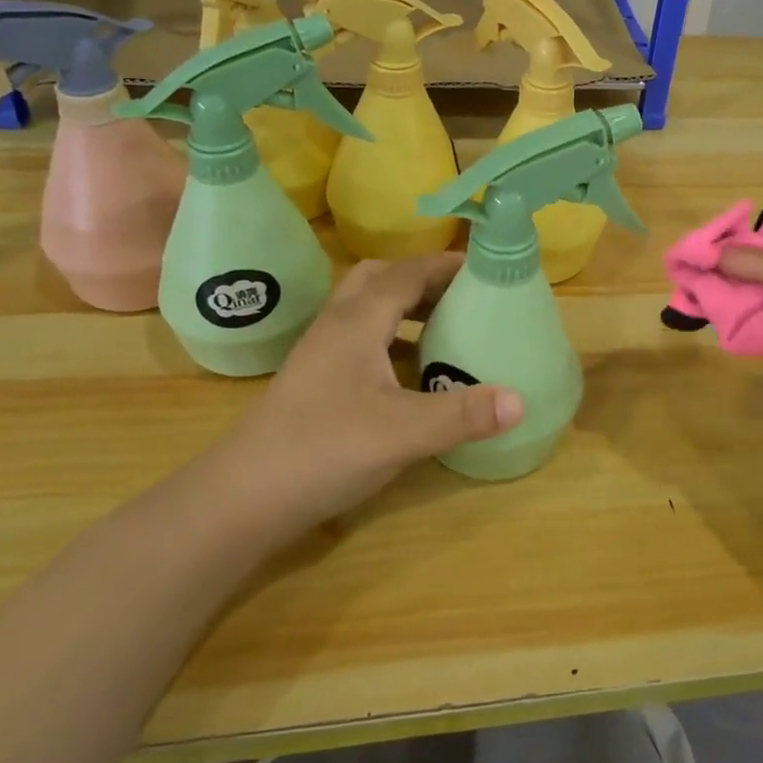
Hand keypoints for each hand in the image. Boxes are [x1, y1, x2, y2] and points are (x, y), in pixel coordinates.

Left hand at [207, 255, 524, 535]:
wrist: (241, 498)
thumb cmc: (323, 449)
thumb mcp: (403, 432)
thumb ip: (462, 414)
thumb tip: (521, 400)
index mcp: (358, 321)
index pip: (407, 273)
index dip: (446, 265)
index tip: (485, 267)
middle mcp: (337, 325)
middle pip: (381, 279)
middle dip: (423, 279)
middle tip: (462, 296)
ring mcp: (321, 353)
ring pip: (367, 309)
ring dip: (405, 308)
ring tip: (444, 328)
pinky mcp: (315, 380)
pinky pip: (360, 340)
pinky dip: (391, 340)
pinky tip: (410, 375)